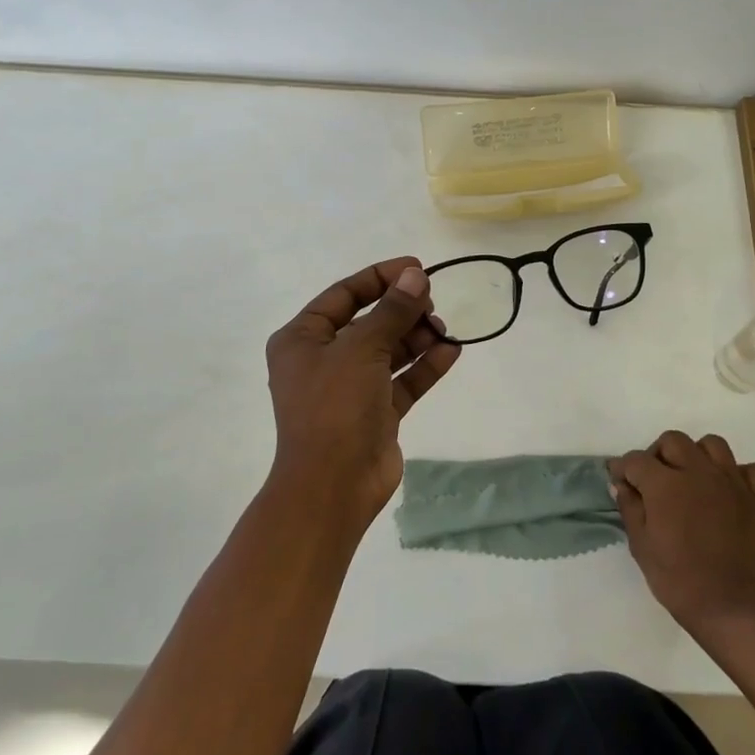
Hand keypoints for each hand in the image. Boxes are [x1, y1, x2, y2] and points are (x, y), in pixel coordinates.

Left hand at [265, 257, 460, 524]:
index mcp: (303, 339)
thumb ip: (392, 311)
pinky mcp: (375, 413)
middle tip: (433, 303)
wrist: (333, 486)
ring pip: (388, 350)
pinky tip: (452, 351)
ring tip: (445, 329)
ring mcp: (350, 388)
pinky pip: (402, 380)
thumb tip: (415, 276)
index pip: (343, 294)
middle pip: (368, 321)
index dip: (379, 277)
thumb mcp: (362, 348)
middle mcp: (323, 360)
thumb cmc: (335, 406)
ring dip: (416, 336)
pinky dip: (424, 366)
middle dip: (402, 309)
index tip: (416, 268)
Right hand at [609, 431, 754, 639]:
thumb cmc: (679, 581)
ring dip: (698, 456)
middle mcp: (698, 471)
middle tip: (656, 482)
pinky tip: (732, 490)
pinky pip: (754, 470)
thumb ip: (630, 508)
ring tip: (693, 479)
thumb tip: (621, 484)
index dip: (624, 469)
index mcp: (665, 484)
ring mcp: (732, 482)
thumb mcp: (641, 547)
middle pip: (673, 441)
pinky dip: (742, 474)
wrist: (733, 610)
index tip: (622, 482)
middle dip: (658, 455)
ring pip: (712, 444)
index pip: (636, 459)